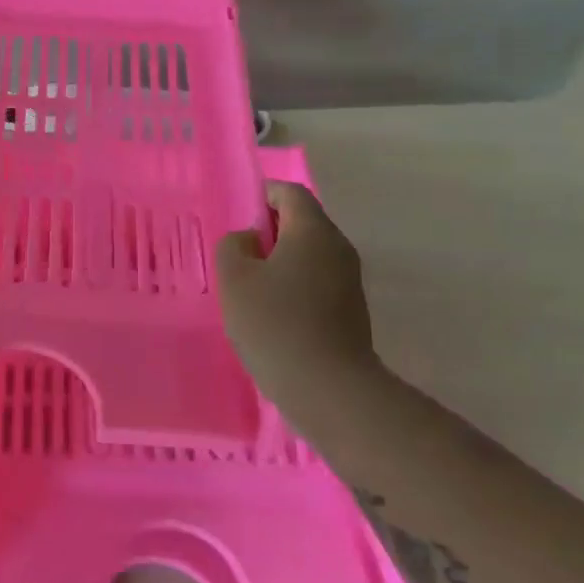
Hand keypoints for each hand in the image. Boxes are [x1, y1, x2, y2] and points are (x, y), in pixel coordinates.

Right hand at [216, 180, 378, 410]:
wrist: (329, 389)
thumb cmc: (275, 324)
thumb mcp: (235, 279)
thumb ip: (233, 246)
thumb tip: (248, 240)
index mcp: (313, 231)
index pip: (289, 193)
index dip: (261, 195)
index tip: (236, 216)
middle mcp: (338, 248)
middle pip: (302, 222)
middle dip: (268, 231)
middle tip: (236, 255)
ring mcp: (349, 281)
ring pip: (309, 255)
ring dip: (279, 262)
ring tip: (248, 287)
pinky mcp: (350, 311)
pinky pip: (317, 282)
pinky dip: (293, 285)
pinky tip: (271, 313)